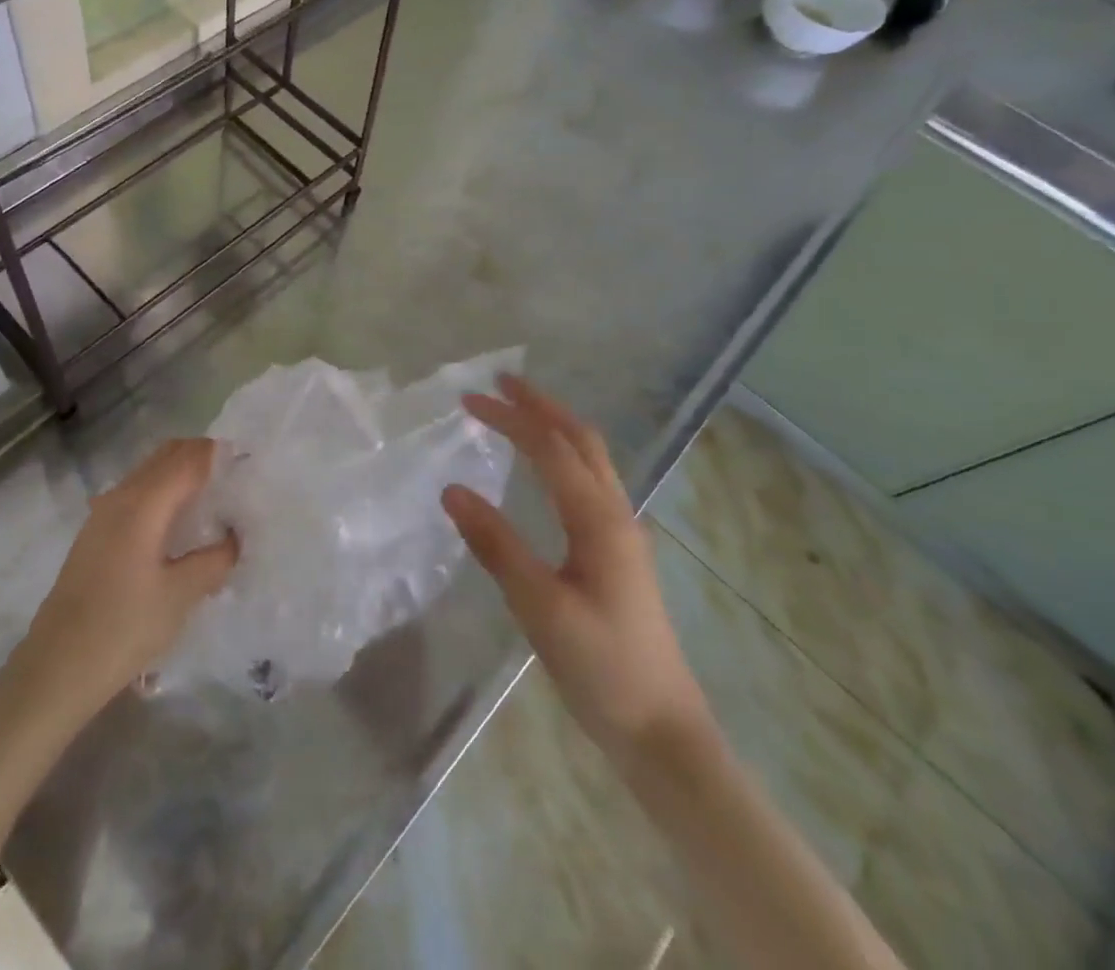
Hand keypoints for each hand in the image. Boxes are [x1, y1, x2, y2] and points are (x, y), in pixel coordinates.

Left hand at [14, 439, 237, 718]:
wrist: (56, 668)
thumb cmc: (122, 628)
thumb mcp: (180, 596)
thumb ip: (214, 559)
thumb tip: (234, 536)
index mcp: (144, 503)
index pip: (190, 459)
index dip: (221, 455)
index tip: (251, 465)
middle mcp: (121, 495)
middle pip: (168, 455)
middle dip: (203, 458)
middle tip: (236, 480)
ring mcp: (103, 512)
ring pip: (150, 472)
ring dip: (182, 474)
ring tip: (214, 500)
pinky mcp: (96, 532)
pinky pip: (138, 492)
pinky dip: (164, 491)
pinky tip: (179, 524)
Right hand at [443, 376, 709, 760]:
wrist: (662, 731)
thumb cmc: (601, 668)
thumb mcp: (540, 607)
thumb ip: (496, 545)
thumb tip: (452, 489)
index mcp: (598, 520)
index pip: (550, 448)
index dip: (510, 418)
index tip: (469, 400)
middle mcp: (615, 513)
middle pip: (581, 439)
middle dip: (541, 405)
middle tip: (500, 384)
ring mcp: (622, 532)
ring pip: (590, 458)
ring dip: (555, 426)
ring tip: (518, 412)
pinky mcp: (618, 552)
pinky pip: (590, 481)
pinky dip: (563, 455)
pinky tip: (545, 469)